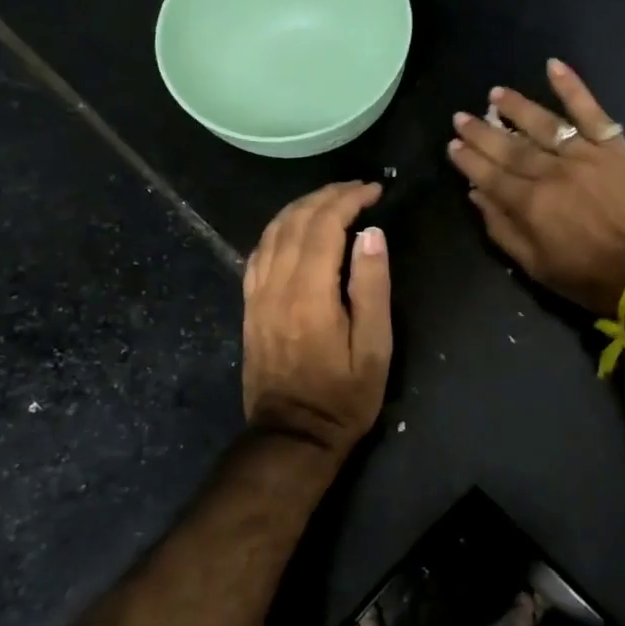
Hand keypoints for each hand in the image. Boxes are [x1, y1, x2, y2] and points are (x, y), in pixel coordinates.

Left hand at [241, 182, 392, 457]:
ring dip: (301, 207)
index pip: (325, 226)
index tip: (375, 190)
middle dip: (327, 196)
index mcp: (311, 294)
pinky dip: (278, 229)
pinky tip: (294, 228)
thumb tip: (371, 234)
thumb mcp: (374, 348)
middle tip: (358, 189)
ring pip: (272, 232)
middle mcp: (277, 286)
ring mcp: (257, 295)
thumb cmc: (344, 396)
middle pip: (296, 222)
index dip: (349, 200)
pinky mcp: (249, 306)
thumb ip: (372, 287)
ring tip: (331, 199)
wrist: (292, 436)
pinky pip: (258, 253)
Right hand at [448, 59, 624, 313]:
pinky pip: (590, 111)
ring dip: (516, 107)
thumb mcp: (536, 267)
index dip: (468, 159)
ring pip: (543, 124)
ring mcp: (583, 155)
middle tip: (461, 117)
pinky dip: (572, 87)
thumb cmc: (589, 278)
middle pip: (509, 146)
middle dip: (482, 131)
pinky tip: (553, 66)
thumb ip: (503, 230)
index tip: (453, 145)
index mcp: (529, 204)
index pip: (489, 175)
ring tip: (495, 94)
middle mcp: (551, 172)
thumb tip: (477, 195)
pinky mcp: (613, 146)